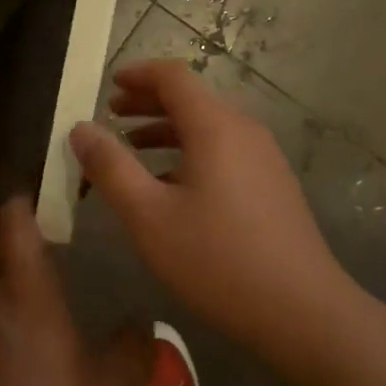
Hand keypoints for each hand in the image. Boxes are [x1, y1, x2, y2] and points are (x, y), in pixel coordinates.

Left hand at [0, 199, 150, 385]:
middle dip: (10, 218)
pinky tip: (25, 329)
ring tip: (41, 272)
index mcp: (26, 290)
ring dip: (1, 257)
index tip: (54, 191)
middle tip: (48, 224)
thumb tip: (142, 324)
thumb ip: (133, 351)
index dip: (27, 196)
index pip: (12, 218)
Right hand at [69, 59, 346, 349]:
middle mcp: (244, 130)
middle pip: (192, 99)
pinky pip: (224, 151)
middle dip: (148, 102)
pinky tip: (171, 186)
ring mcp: (264, 158)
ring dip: (167, 130)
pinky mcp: (272, 185)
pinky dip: (190, 152)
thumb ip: (111, 168)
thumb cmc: (217, 259)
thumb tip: (82, 128)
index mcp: (215, 127)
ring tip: (133, 148)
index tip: (108, 83)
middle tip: (112, 115)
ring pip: (208, 127)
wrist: (302, 310)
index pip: (174, 76)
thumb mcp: (149, 216)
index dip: (138, 74)